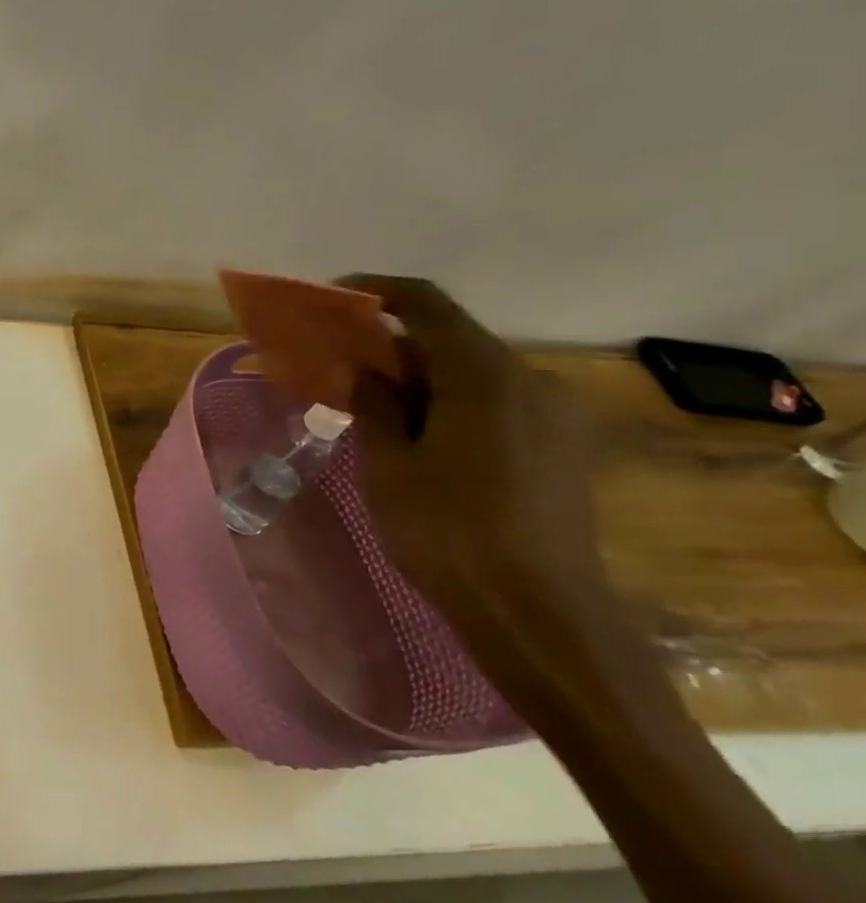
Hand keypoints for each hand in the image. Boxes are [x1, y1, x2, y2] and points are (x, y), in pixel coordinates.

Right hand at [339, 276, 635, 705]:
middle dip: (396, 343)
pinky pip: (500, 401)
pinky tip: (427, 437)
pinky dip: (455, 401)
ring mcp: (556, 413)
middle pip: (454, 337)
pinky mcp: (564, 445)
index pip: (427, 304)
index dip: (378, 291)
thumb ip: (374, 405)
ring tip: (380, 406)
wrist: (538, 611)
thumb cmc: (447, 531)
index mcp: (484, 374)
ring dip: (425, 376)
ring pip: (477, 372)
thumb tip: (366, 370)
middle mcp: (530, 379)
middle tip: (346, 364)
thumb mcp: (388, 466)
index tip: (336, 297)